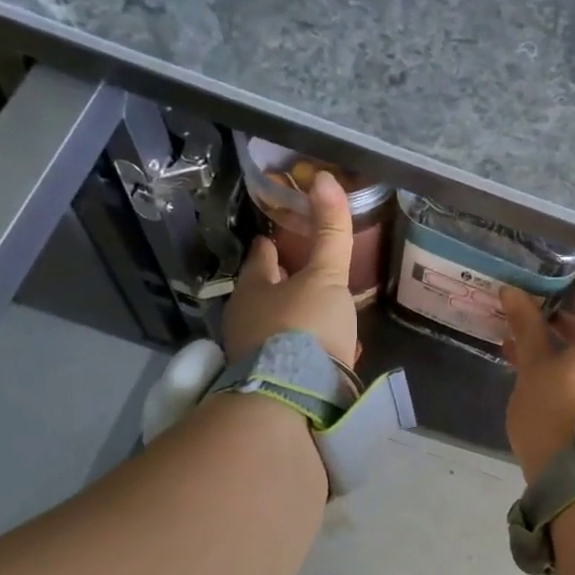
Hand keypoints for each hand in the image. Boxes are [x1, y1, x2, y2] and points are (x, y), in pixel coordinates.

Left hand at [224, 171, 359, 366]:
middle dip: (278, 287)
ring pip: (274, 330)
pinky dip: (303, 354)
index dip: (268, 249)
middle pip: (262, 295)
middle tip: (297, 278)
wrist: (294, 396)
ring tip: (315, 319)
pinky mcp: (270, 384)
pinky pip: (288, 360)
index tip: (270, 240)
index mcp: (254, 289)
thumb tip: (323, 177)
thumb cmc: (305, 326)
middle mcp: (245, 320)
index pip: (260, 260)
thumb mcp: (326, 277)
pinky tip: (322, 358)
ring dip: (291, 324)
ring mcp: (254, 355)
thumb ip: (330, 234)